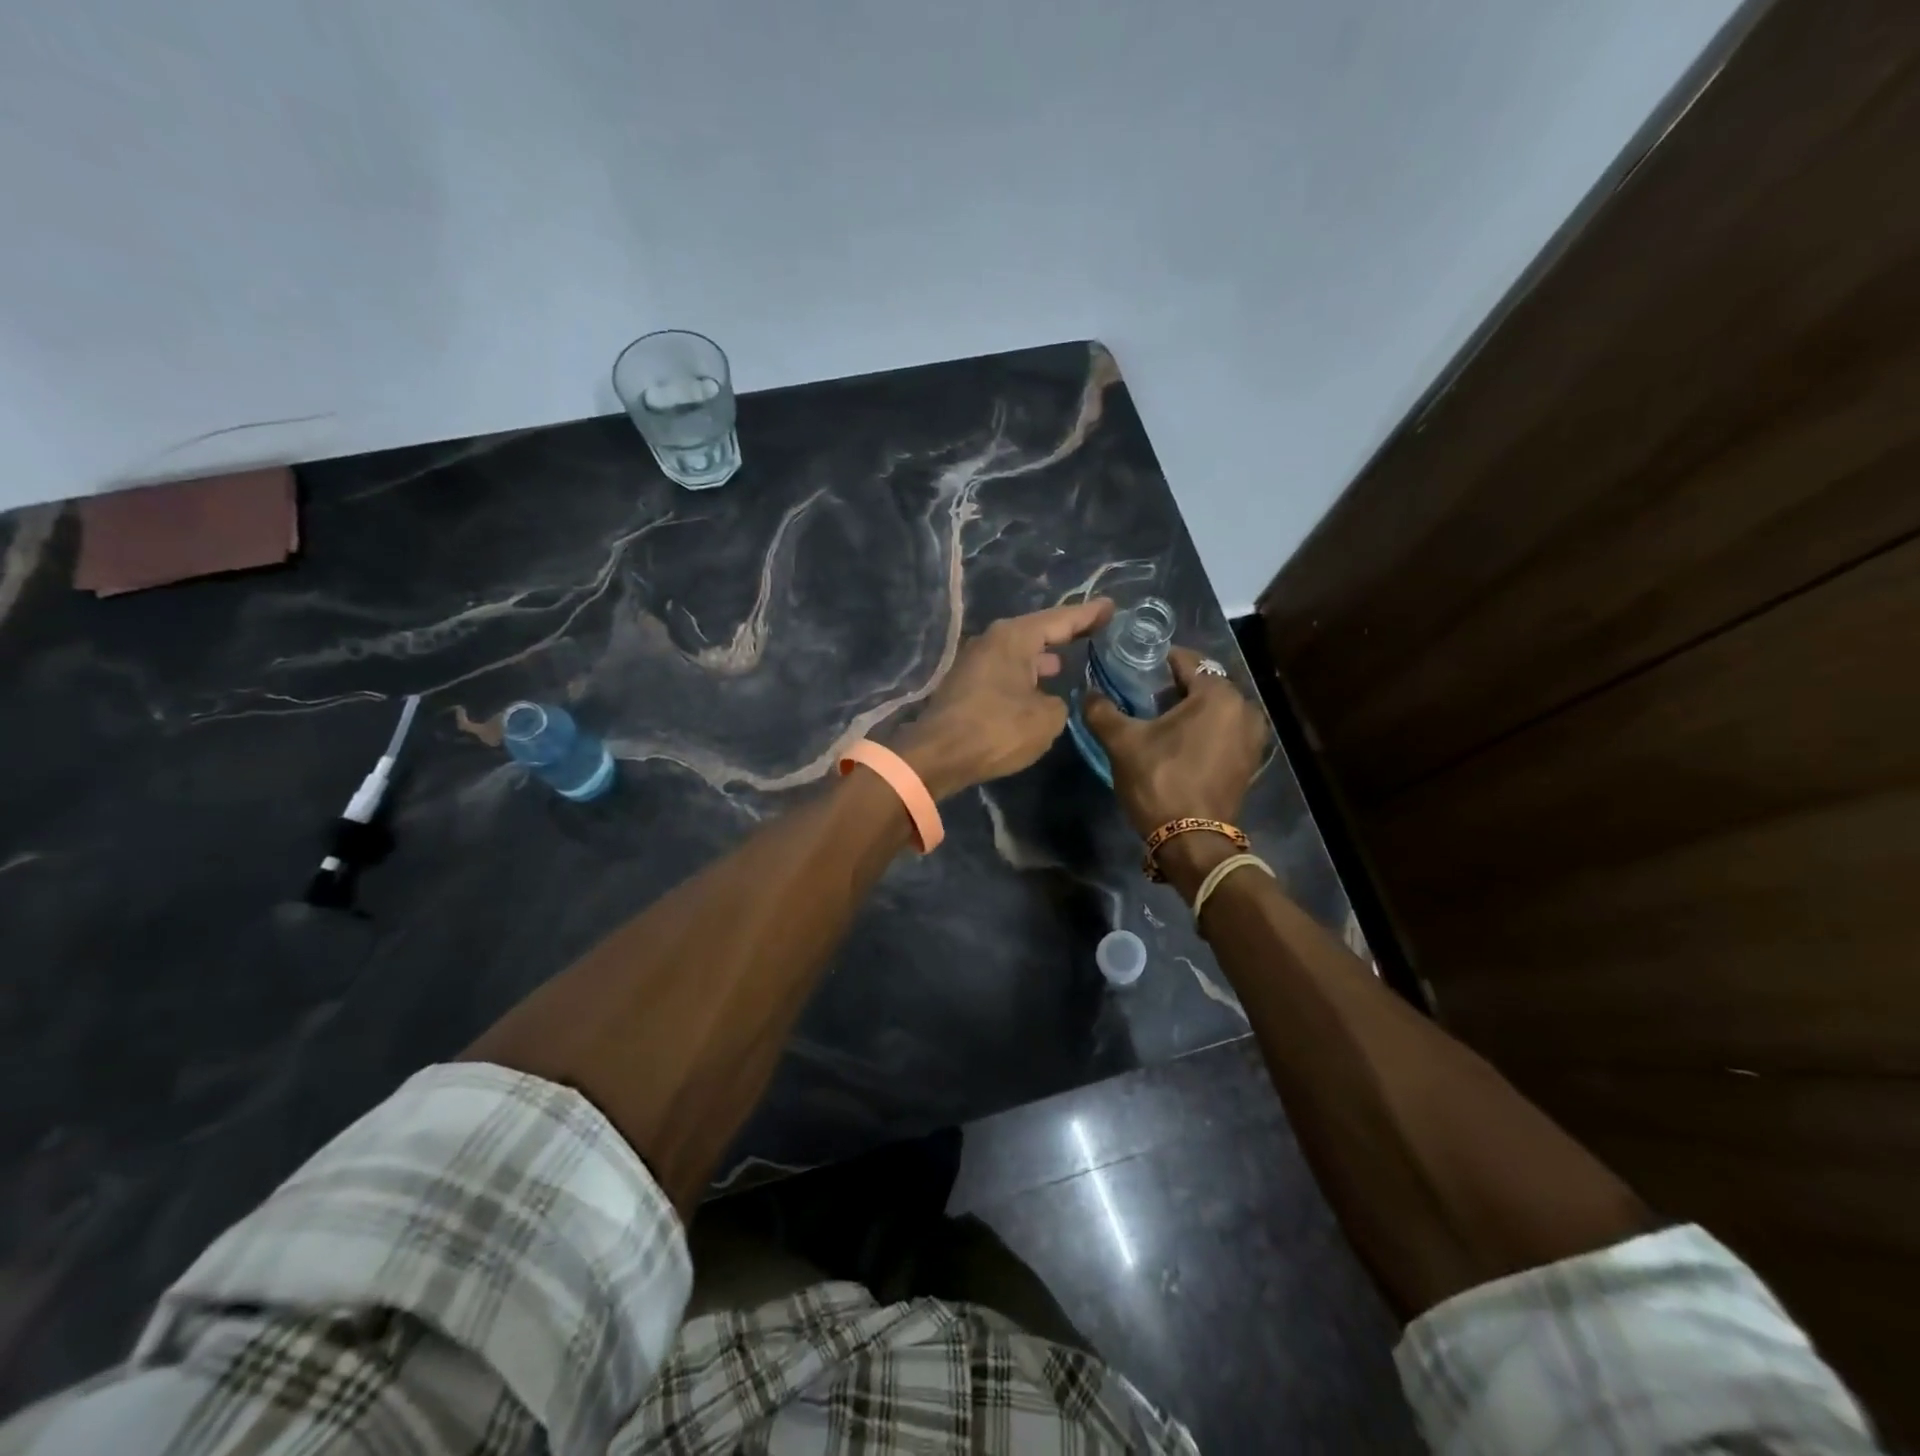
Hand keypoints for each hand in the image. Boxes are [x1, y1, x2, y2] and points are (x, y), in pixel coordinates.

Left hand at [893, 598, 1114, 798]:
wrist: (937, 756)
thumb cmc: (996, 730)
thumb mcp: (1046, 719)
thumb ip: (1059, 703)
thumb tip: (1049, 701)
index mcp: (1014, 638)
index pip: (1060, 619)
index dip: (1089, 614)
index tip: (1111, 607)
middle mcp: (992, 641)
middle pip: (1036, 631)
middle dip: (1064, 633)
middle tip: (1094, 631)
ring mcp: (975, 662)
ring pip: (1018, 653)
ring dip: (1042, 656)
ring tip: (1067, 660)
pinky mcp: (966, 685)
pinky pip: (1006, 671)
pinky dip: (1025, 675)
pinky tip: (1038, 688)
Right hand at [1083, 645, 1268, 847]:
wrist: (1192, 840)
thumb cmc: (1160, 781)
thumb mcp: (1122, 743)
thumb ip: (1102, 711)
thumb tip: (1087, 693)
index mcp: (1218, 695)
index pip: (1186, 661)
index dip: (1158, 661)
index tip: (1135, 667)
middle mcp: (1244, 709)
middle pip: (1204, 684)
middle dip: (1174, 687)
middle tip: (1142, 695)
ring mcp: (1252, 737)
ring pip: (1215, 709)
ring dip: (1190, 709)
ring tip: (1159, 720)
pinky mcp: (1249, 760)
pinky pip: (1224, 730)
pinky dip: (1204, 730)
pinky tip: (1178, 742)